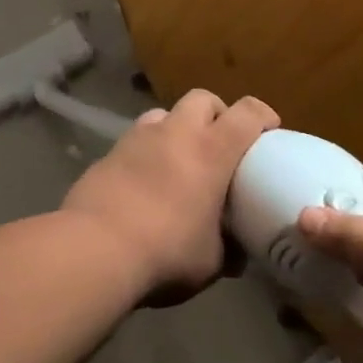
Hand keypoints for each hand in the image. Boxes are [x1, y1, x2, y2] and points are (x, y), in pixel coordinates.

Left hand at [62, 90, 278, 303]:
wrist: (94, 250)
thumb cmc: (166, 252)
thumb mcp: (210, 262)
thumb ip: (228, 250)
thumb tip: (236, 254)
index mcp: (212, 150)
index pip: (248, 112)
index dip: (263, 116)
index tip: (269, 132)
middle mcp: (177, 132)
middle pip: (204, 99)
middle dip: (216, 115)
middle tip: (219, 145)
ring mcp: (138, 138)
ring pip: (165, 115)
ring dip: (177, 130)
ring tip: (178, 162)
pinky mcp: (108, 153)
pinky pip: (136, 140)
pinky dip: (147, 153)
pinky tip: (144, 184)